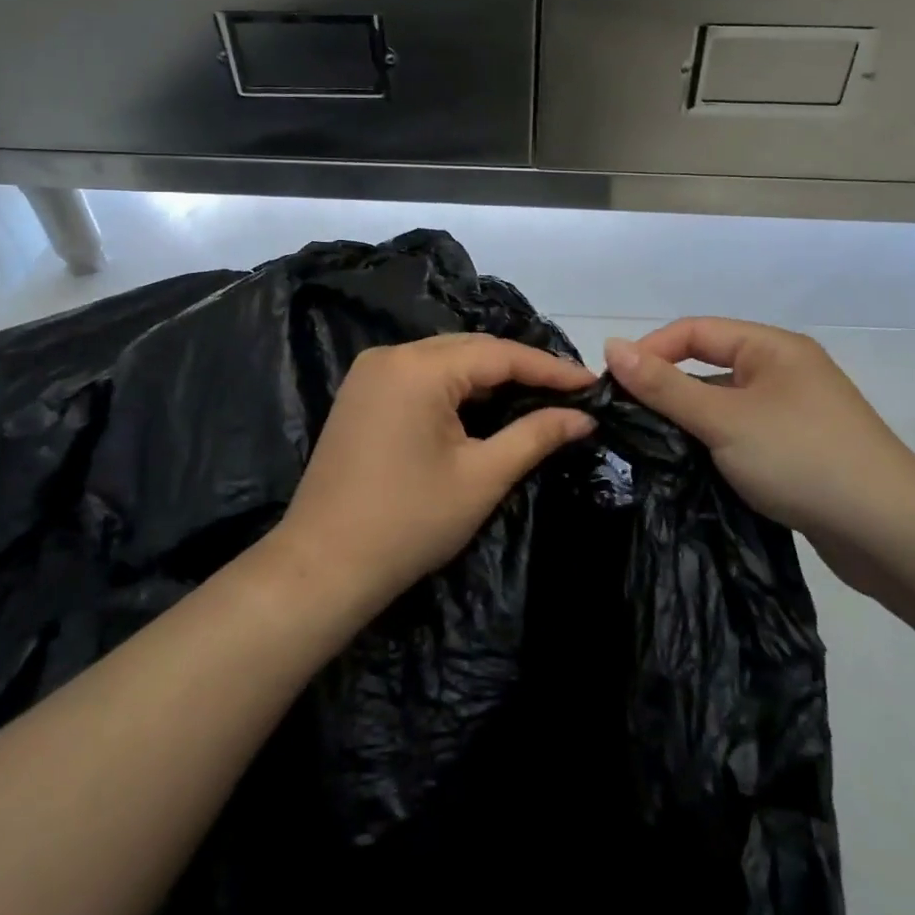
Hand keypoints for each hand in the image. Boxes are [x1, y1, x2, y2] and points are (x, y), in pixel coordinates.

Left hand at [271, 334, 597, 616]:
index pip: (499, 355)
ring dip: (490, 377)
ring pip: (446, 360)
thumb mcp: (482, 477)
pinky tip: (485, 405)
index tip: (592, 383)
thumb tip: (583, 416)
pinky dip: (457, 387)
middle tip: (568, 392)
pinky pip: (422, 375)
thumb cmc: (408, 522)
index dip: (549, 369)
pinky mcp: (362, 393)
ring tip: (537, 396)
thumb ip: (535, 435)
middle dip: (521, 369)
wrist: (322, 565)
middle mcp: (392, 354)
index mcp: (419, 367)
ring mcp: (371, 372)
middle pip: (471, 349)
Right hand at [604, 319, 914, 592]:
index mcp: (772, 348)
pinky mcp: (799, 451)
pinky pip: (742, 435)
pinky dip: (715, 446)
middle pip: (709, 366)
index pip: (695, 331)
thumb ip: (665, 386)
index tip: (615, 385)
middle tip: (628, 421)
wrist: (891, 534)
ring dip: (690, 422)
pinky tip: (692, 470)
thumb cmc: (802, 458)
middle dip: (668, 390)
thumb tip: (611, 345)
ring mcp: (794, 413)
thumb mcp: (723, 419)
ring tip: (651, 449)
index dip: (651, 350)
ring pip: (724, 405)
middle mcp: (784, 371)